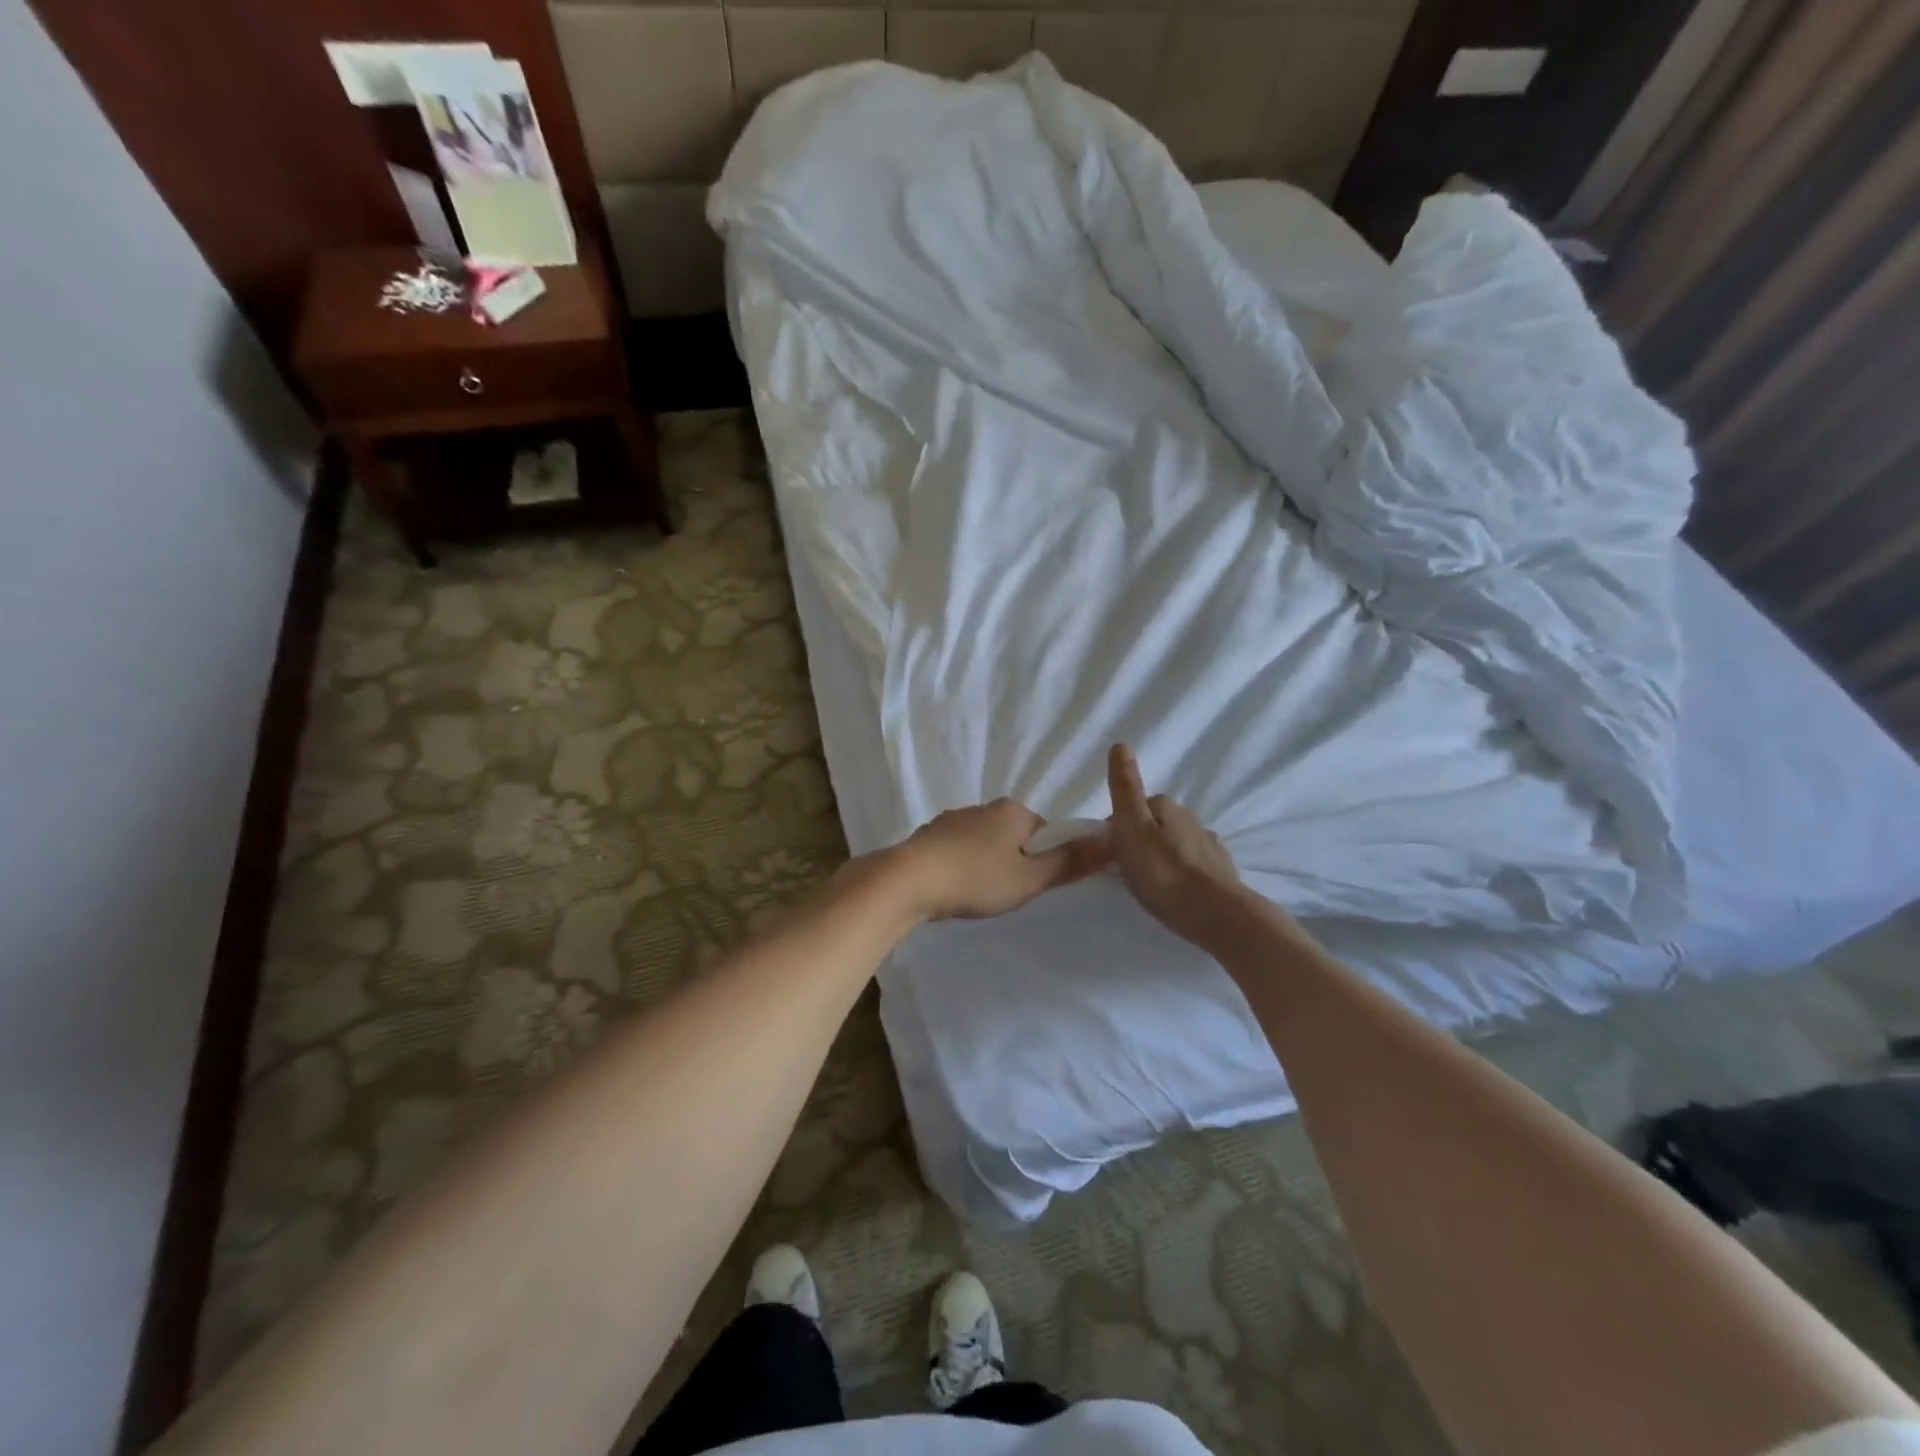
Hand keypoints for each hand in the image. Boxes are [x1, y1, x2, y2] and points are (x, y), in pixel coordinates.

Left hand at [885, 798, 1109, 920]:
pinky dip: (960, 863)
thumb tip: (1112, 839)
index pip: (1044, 829)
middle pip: (1012, 833)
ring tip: (979, 893)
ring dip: (985, 861)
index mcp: (1013, 811)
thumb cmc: (977, 878)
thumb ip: (1070, 862)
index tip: (1036, 884)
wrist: (908, 880)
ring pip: (982, 840)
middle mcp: (983, 807)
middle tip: (1008, 892)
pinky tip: (954, 886)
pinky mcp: (928, 835)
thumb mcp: (1030, 878)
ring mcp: (952, 818)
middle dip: (1014, 859)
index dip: (1046, 856)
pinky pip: (956, 848)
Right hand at [1105, 743, 1250, 948]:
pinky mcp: (1223, 875)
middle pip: (1158, 824)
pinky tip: (1179, 891)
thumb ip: (1125, 788)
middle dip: (1142, 839)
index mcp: (1167, 808)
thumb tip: (1121, 744)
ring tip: (1152, 883)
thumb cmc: (1164, 872)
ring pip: (1178, 844)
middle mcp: (1192, 820)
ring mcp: (1211, 848)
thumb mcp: (1132, 828)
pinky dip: (1184, 873)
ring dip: (1164, 856)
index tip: (1109, 850)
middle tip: (1127, 868)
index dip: (1119, 825)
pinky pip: (1195, 866)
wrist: (1216, 915)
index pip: (1136, 806)